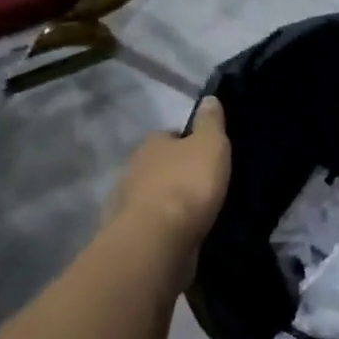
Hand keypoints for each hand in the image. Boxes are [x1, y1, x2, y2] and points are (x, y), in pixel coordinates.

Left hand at [106, 96, 231, 259]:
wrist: (157, 239)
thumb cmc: (187, 184)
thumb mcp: (210, 145)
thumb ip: (210, 122)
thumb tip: (209, 99)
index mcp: (151, 143)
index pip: (170, 136)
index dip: (188, 143)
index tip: (206, 154)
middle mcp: (133, 169)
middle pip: (160, 166)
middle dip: (177, 173)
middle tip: (204, 184)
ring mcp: (127, 203)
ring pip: (154, 196)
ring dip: (171, 201)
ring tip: (197, 211)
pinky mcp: (131, 233)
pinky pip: (153, 223)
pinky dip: (166, 225)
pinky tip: (184, 232)